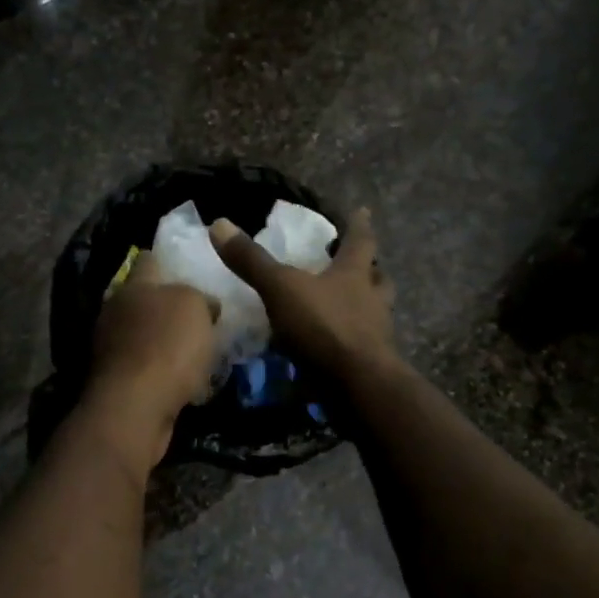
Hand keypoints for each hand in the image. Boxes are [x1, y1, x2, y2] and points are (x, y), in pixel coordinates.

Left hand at [85, 253, 219, 466]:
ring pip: (142, 334)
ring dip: (162, 339)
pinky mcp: (115, 379)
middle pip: (142, 299)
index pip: (148, 261)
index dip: (166, 262)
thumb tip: (204, 304)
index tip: (186, 268)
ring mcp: (110, 346)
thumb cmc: (167, 346)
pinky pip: (142, 365)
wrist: (135, 406)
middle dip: (165, 304)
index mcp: (133, 285)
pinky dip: (158, 369)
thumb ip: (199, 297)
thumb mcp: (195, 307)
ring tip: (194, 350)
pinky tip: (181, 379)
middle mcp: (115, 310)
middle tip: (197, 314)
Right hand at [210, 208, 396, 384]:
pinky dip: (347, 345)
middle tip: (362, 267)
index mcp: (355, 275)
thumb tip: (220, 224)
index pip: (360, 242)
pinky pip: (360, 348)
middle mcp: (372, 302)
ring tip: (343, 310)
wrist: (358, 385)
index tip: (363, 211)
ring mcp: (375, 336)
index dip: (359, 225)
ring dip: (362, 310)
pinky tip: (330, 352)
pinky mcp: (369, 366)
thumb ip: (252, 261)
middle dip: (370, 271)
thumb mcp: (280, 289)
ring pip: (375, 315)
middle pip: (378, 279)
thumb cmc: (324, 326)